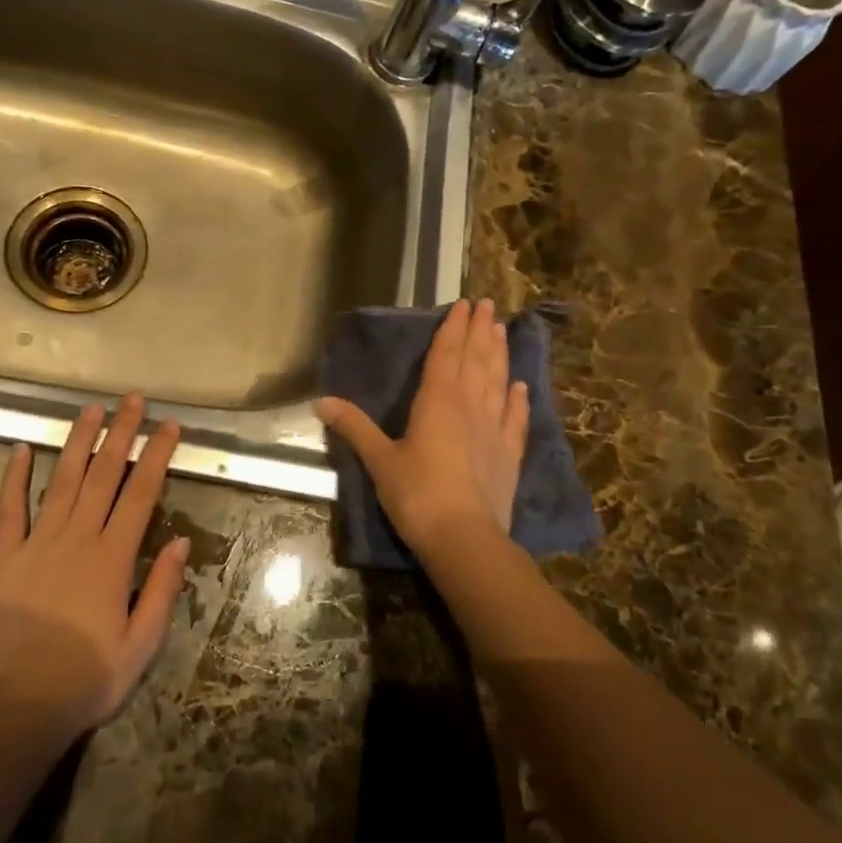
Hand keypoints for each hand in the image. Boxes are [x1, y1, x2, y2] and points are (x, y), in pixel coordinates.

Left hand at [0, 394, 189, 738]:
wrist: (16, 709)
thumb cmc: (87, 680)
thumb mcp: (141, 644)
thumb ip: (161, 589)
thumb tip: (181, 541)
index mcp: (112, 558)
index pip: (141, 493)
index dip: (156, 455)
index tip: (169, 425)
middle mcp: (77, 539)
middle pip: (103, 475)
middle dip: (121, 433)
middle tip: (133, 399)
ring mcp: (37, 545)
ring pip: (63, 481)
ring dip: (79, 442)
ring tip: (91, 409)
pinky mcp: (4, 559)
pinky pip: (9, 511)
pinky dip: (15, 478)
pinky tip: (22, 449)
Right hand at [317, 299, 529, 557]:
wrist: (464, 538)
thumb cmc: (416, 494)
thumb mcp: (379, 460)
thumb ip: (354, 428)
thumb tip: (320, 401)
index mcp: (437, 401)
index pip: (446, 354)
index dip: (453, 328)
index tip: (463, 304)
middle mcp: (469, 406)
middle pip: (476, 360)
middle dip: (480, 330)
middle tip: (487, 305)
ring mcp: (494, 429)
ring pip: (497, 381)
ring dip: (499, 354)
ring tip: (502, 330)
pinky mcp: (508, 455)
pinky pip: (515, 419)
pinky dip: (518, 400)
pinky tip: (521, 386)